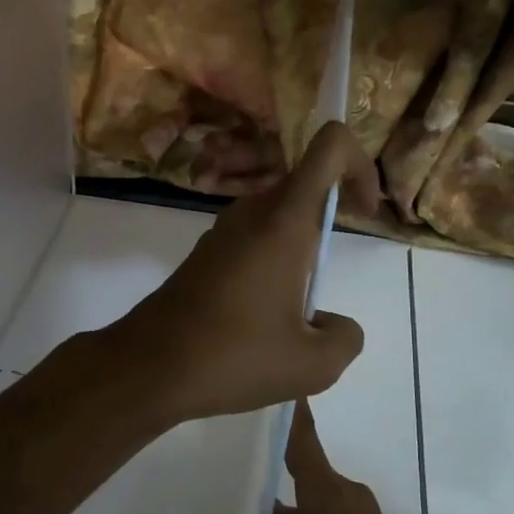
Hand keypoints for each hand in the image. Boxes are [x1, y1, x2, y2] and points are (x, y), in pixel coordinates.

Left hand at [104, 122, 380, 425]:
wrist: (148, 367)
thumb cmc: (234, 356)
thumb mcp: (312, 364)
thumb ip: (345, 338)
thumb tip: (333, 324)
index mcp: (284, 221)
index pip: (329, 146)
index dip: (359, 165)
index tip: (365, 213)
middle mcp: (251, 213)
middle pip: (305, 184)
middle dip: (332, 217)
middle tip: (331, 277)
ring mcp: (223, 231)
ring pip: (278, 216)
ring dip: (301, 249)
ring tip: (298, 312)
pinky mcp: (204, 254)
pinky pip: (253, 240)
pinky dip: (273, 263)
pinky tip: (264, 318)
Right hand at [236, 402, 449, 513]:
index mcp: (325, 494)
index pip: (303, 440)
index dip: (290, 413)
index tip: (278, 380)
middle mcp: (345, 496)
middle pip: (307, 467)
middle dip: (278, 460)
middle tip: (243, 452)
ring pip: (317, 497)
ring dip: (292, 502)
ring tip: (256, 508)